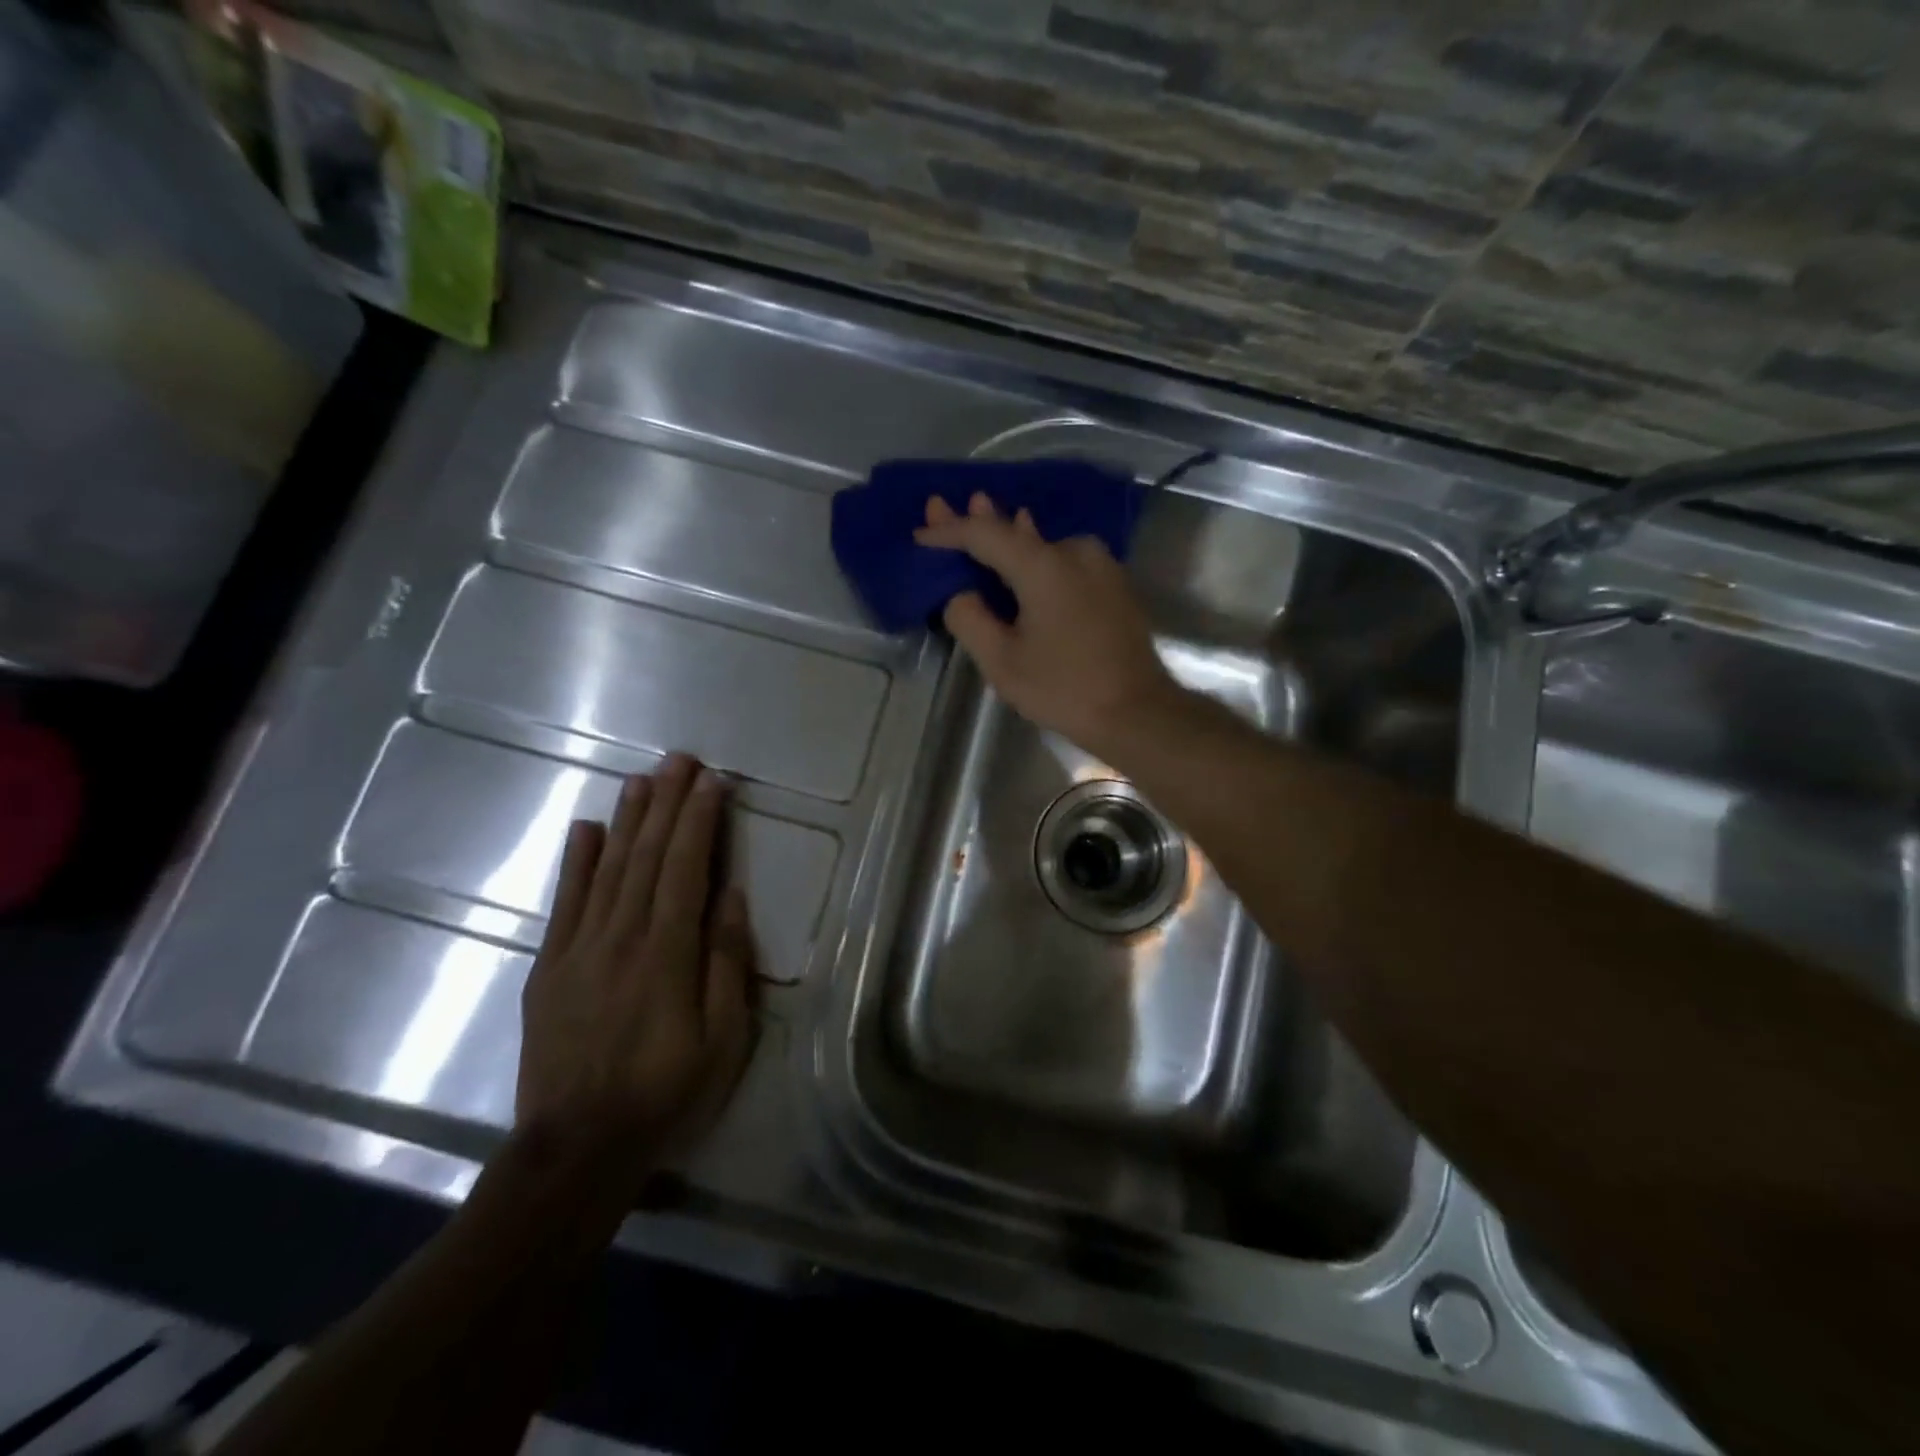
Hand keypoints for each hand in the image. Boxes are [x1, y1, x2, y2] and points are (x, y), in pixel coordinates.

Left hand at [515, 753, 755, 1187]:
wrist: (577, 1148)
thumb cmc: (667, 1093)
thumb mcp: (723, 1039)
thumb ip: (727, 963)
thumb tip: (731, 897)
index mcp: (668, 953)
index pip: (685, 869)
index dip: (699, 821)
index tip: (713, 782)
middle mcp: (621, 938)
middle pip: (647, 856)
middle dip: (667, 803)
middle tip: (681, 759)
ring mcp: (579, 950)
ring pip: (608, 869)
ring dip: (628, 819)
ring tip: (643, 778)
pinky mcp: (549, 968)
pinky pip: (564, 903)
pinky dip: (576, 862)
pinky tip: (587, 829)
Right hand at [915, 492, 1180, 754]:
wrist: (1138, 712)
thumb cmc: (1065, 689)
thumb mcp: (1002, 662)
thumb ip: (970, 619)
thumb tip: (960, 594)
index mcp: (1044, 565)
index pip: (985, 535)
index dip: (949, 532)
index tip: (921, 534)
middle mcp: (1074, 551)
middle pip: (1015, 531)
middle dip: (977, 520)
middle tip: (941, 507)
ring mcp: (1100, 565)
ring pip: (1042, 544)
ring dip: (1009, 534)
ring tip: (980, 511)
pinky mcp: (1112, 584)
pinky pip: (1064, 559)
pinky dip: (1036, 555)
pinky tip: (1026, 543)